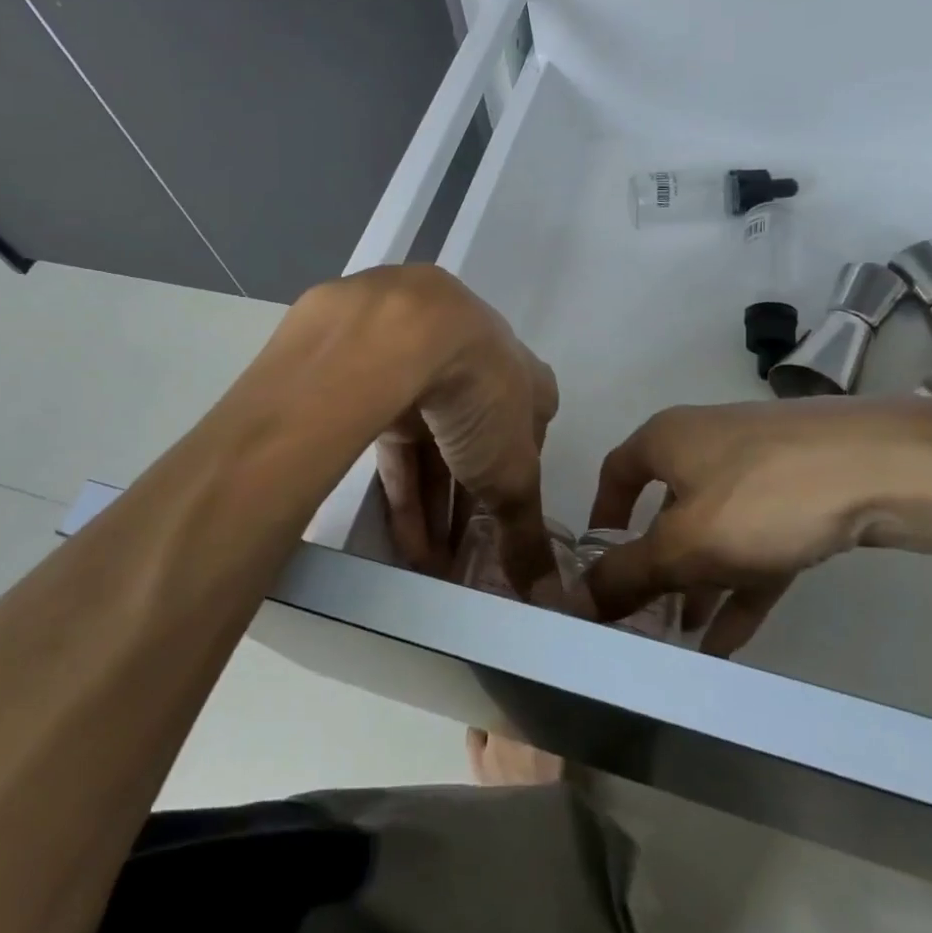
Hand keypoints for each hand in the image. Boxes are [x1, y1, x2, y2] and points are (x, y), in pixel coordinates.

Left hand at [362, 268, 559, 595]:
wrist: (406, 336)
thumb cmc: (483, 399)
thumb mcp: (513, 474)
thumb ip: (526, 533)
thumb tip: (550, 596)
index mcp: (526, 380)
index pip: (532, 432)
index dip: (523, 480)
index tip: (511, 525)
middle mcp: (480, 371)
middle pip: (479, 446)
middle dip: (474, 504)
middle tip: (467, 558)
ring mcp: (428, 375)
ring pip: (435, 450)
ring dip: (437, 509)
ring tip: (434, 567)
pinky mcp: (381, 386)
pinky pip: (397, 448)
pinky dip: (404, 493)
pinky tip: (406, 543)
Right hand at [581, 398, 931, 654]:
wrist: (881, 467)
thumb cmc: (761, 496)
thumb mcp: (684, 544)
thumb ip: (627, 575)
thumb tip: (575, 598)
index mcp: (666, 440)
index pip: (616, 474)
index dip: (601, 520)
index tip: (596, 568)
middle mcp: (704, 445)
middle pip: (665, 508)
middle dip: (653, 566)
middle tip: (640, 619)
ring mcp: (757, 468)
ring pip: (713, 531)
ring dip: (696, 583)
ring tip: (680, 640)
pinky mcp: (800, 493)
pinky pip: (756, 545)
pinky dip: (739, 587)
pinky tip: (729, 643)